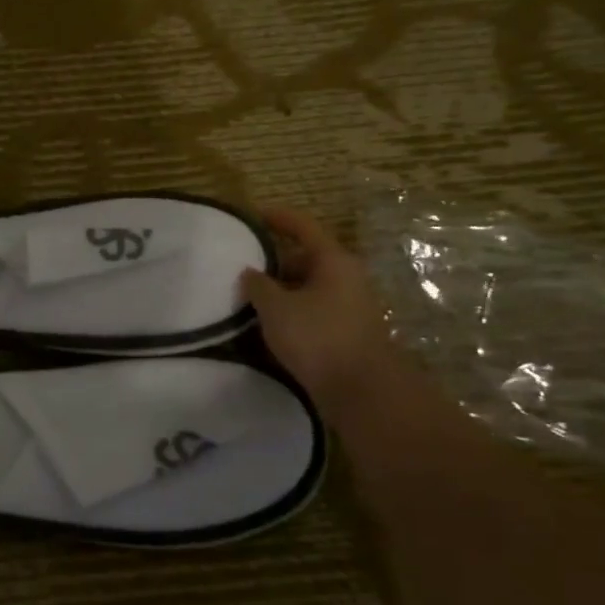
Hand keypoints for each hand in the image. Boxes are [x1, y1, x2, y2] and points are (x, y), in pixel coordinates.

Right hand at [241, 208, 394, 409]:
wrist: (361, 389)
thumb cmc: (317, 337)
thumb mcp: (276, 308)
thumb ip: (258, 285)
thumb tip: (250, 272)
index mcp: (333, 261)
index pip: (303, 227)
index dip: (278, 218)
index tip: (253, 215)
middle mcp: (346, 277)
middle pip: (306, 258)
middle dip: (274, 262)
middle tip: (243, 267)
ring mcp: (349, 305)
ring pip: (308, 287)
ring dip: (281, 290)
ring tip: (249, 299)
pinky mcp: (346, 331)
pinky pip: (313, 310)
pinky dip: (291, 311)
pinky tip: (269, 325)